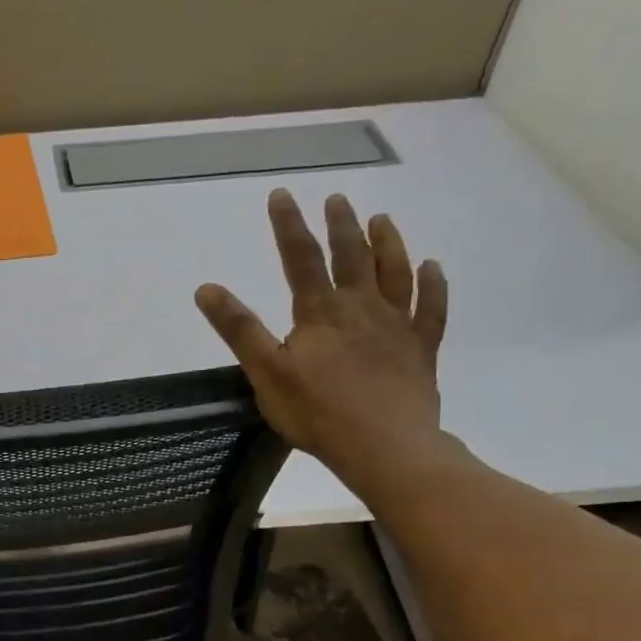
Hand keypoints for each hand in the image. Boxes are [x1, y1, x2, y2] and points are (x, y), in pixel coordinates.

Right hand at [196, 190, 447, 488]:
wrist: (384, 445)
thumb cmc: (317, 412)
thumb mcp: (265, 372)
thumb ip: (239, 329)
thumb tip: (206, 289)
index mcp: (321, 312)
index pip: (300, 258)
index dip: (289, 226)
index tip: (282, 195)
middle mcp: (362, 307)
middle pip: (352, 256)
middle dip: (341, 225)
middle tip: (338, 199)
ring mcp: (397, 326)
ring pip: (395, 273)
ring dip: (388, 243)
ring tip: (382, 220)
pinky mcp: (421, 349)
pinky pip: (431, 308)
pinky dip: (433, 285)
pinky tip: (433, 268)